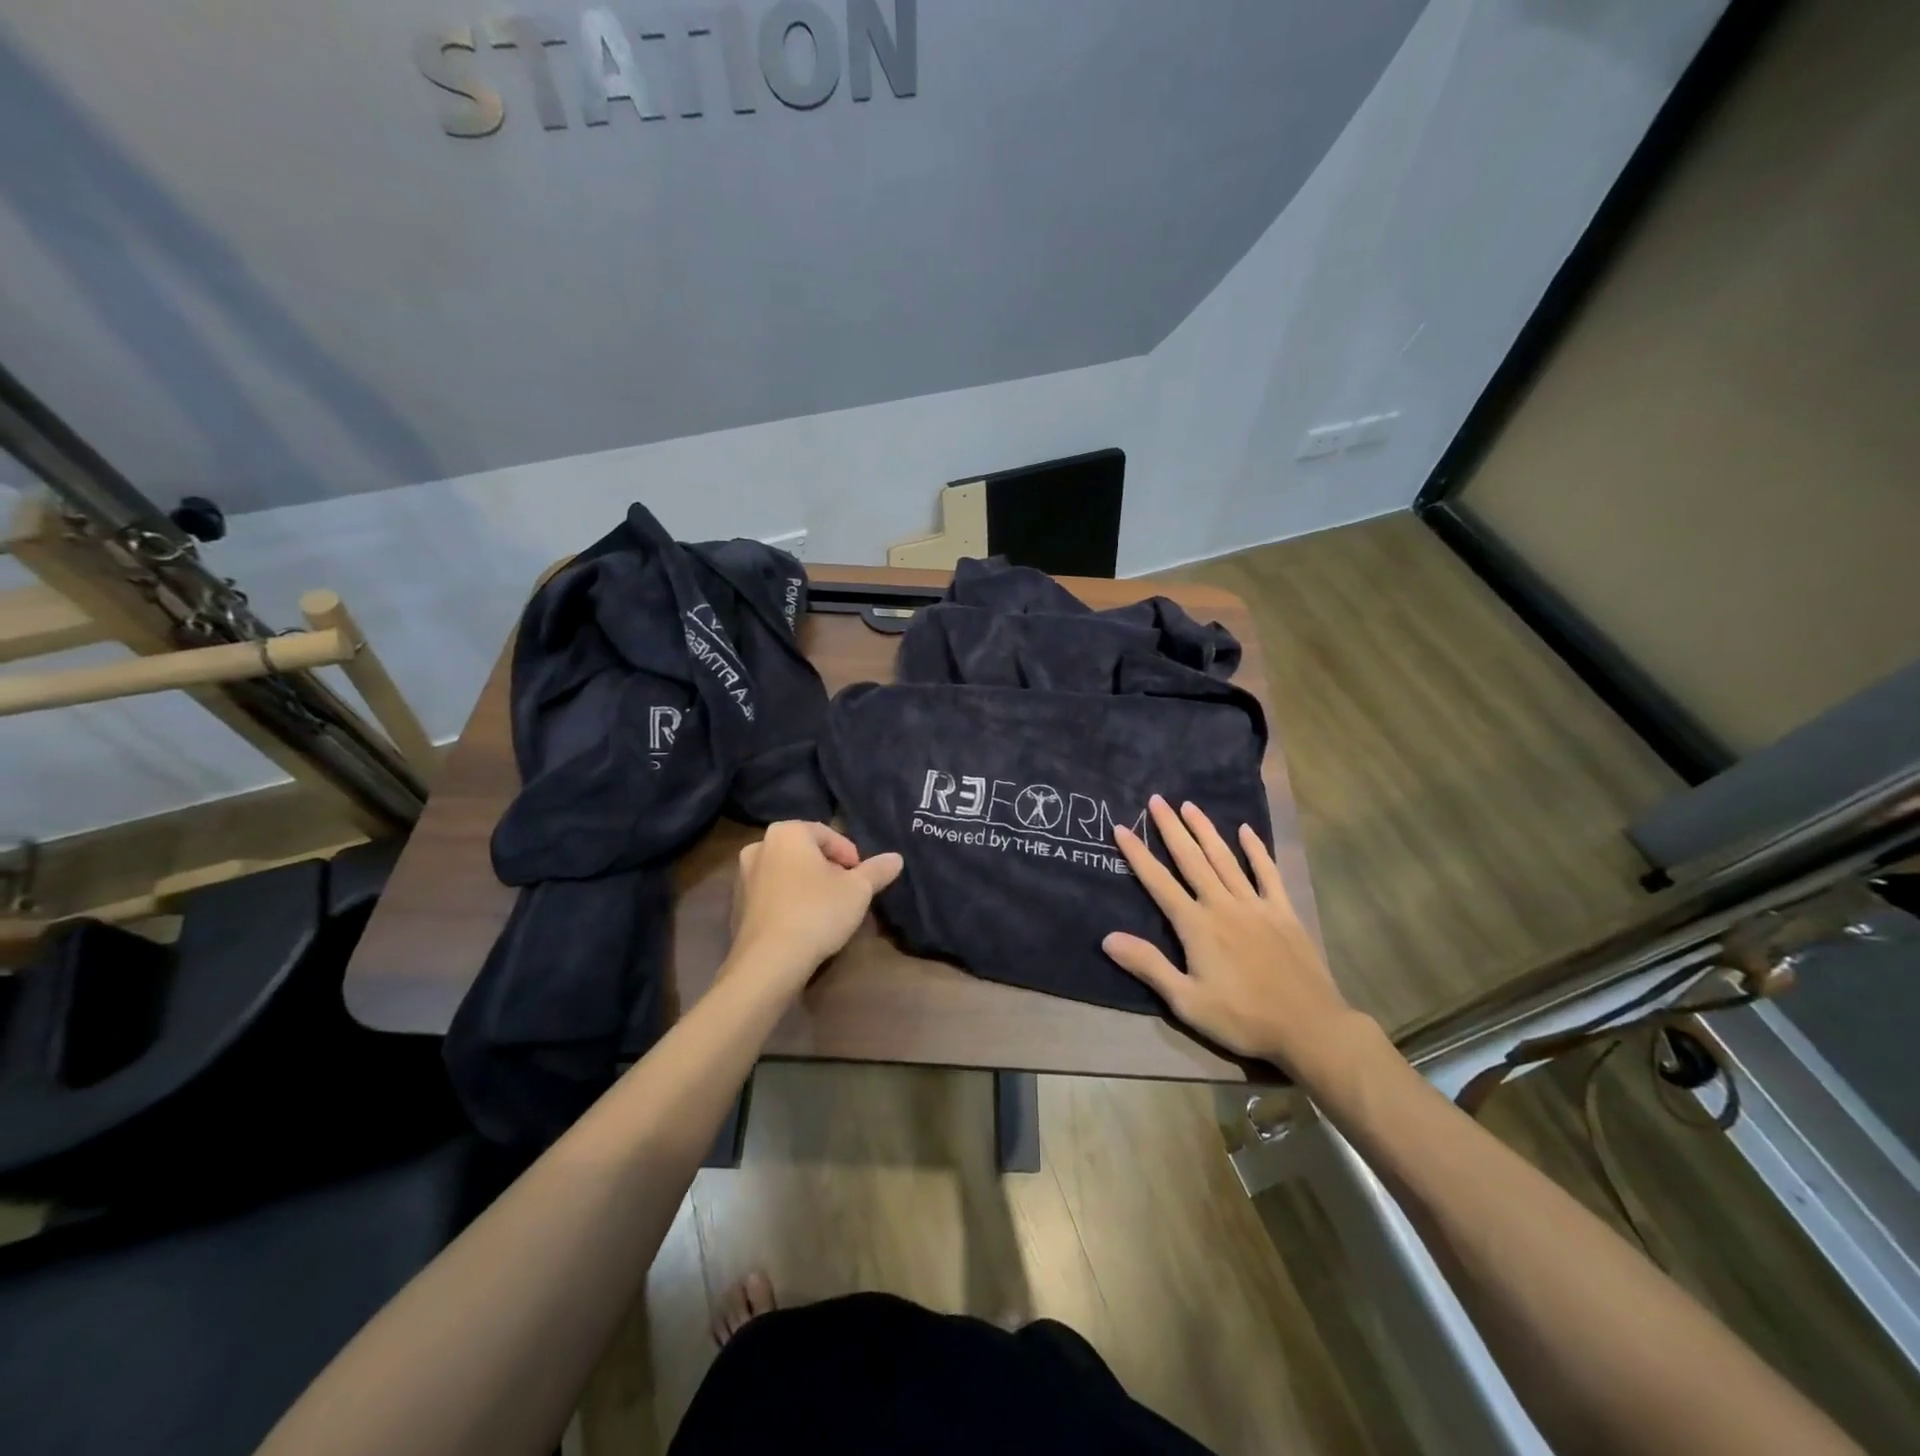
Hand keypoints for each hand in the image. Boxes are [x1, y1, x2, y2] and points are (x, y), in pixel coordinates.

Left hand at [728, 822, 903, 989]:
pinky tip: (806, 923)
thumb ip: (877, 870)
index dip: (850, 855)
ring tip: (829, 909)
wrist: (770, 961)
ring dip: (809, 885)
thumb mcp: (858, 890)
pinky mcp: (737, 906)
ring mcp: (743, 877)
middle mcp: (760, 847)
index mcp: (786, 832)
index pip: (827, 834)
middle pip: (805, 852)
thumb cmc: (817, 911)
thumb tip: (896, 858)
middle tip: (848, 891)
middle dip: (828, 868)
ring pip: (788, 873)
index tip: (862, 877)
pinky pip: (774, 895)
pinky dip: (791, 901)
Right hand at [1105, 796, 1359, 1076]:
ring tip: (1189, 805)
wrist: (1310, 1027)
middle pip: (1192, 859)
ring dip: (1206, 830)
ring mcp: (1256, 905)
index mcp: (1197, 926)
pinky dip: (1256, 850)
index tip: (1122, 828)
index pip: (1159, 883)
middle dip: (1171, 828)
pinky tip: (1246, 831)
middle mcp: (1223, 905)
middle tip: (1156, 800)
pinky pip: (1268, 873)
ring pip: (1225, 859)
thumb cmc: (1242, 1018)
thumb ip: (1148, 966)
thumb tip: (1108, 938)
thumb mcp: (1186, 1001)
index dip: (1138, 855)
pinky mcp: (1283, 912)